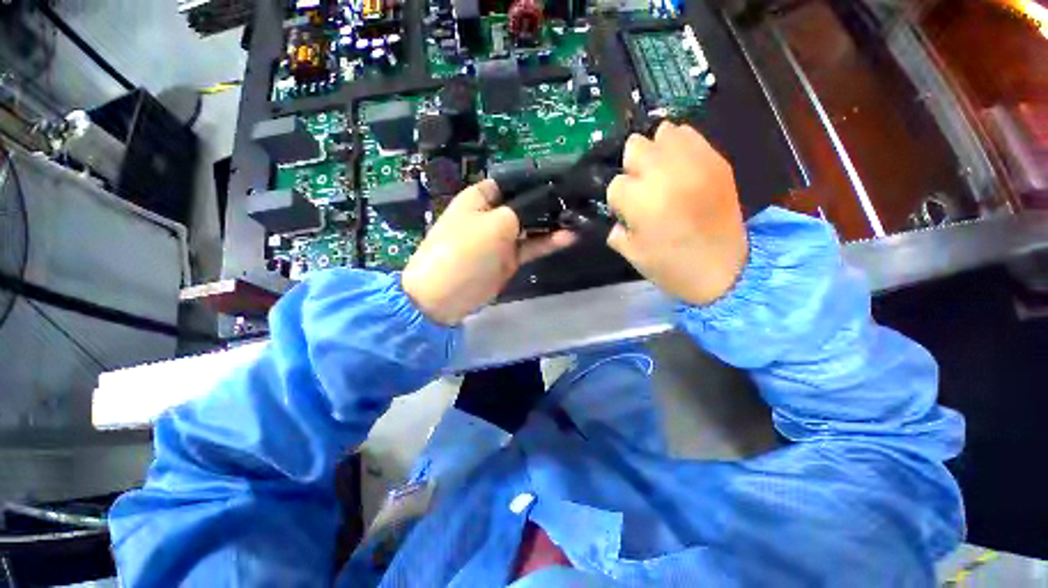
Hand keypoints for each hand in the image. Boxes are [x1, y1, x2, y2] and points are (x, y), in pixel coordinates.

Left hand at [402, 180, 576, 324]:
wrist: (446, 295)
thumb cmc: (466, 250)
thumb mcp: (496, 223)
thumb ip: (523, 210)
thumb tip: (545, 200)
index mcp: (480, 198)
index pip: (511, 182)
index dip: (535, 179)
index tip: (562, 179)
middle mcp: (492, 215)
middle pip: (523, 204)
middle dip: (548, 202)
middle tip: (577, 199)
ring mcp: (501, 238)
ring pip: (530, 226)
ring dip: (551, 223)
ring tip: (578, 217)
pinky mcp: (509, 258)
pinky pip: (531, 246)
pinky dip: (548, 242)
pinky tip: (569, 237)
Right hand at [607, 121, 747, 305]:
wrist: (725, 271)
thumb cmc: (671, 267)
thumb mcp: (632, 254)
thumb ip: (617, 230)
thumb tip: (619, 216)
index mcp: (641, 201)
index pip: (615, 184)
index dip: (618, 200)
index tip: (625, 212)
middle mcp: (665, 174)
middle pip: (635, 146)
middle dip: (631, 167)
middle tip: (640, 187)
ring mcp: (694, 163)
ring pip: (663, 132)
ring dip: (655, 151)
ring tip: (660, 172)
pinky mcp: (716, 161)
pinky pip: (691, 136)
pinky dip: (680, 146)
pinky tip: (680, 167)